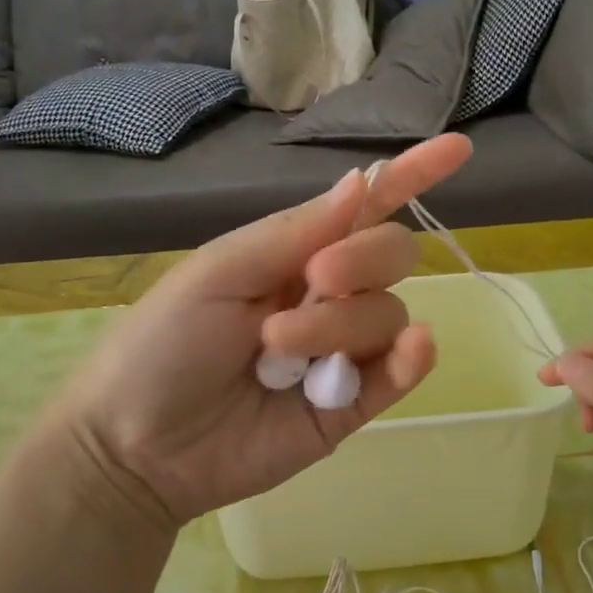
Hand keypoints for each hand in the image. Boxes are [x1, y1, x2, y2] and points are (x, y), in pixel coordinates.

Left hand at [52, 134, 473, 529]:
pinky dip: (412, 357)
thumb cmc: (163, 342)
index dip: (411, 174)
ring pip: (387, 314)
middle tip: (314, 280)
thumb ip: (295, 231)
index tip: (457, 148)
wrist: (135, 444)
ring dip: (341, 324)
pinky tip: (414, 348)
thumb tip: (359, 182)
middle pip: (390, 255)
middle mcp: (328, 294)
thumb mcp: (219, 271)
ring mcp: (343, 350)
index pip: (367, 207)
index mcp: (296, 252)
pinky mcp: (351, 404)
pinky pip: (400, 371)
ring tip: (276, 350)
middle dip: (362, 260)